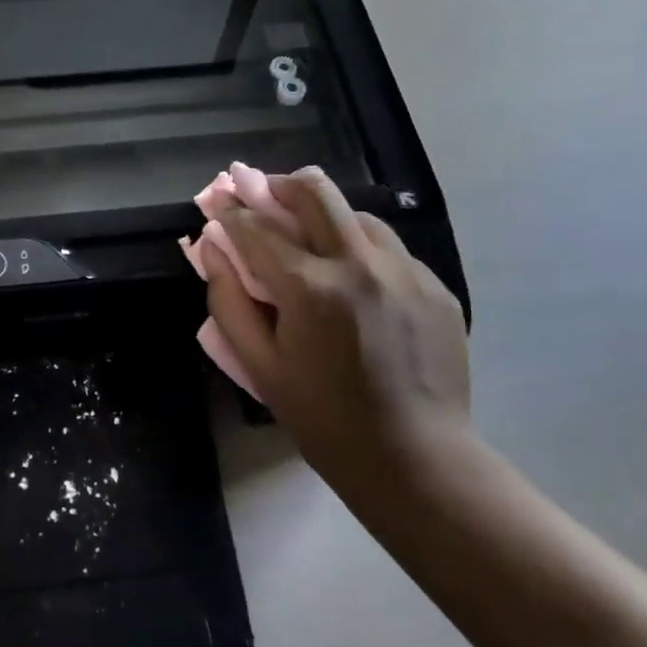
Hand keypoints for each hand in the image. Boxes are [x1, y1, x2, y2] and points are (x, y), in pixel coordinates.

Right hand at [200, 168, 473, 499]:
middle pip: (314, 190)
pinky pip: (389, 248)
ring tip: (312, 241)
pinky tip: (356, 282)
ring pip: (356, 212)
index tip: (219, 201)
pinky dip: (361, 250)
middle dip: (278, 185)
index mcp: (311, 288)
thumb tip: (211, 247)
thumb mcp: (261, 367)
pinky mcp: (435, 284)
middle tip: (264, 196)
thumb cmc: (325, 420)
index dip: (230, 210)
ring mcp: (405, 270)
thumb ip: (227, 301)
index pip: (257, 227)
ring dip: (324, 215)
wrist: (418, 461)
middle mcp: (360, 263)